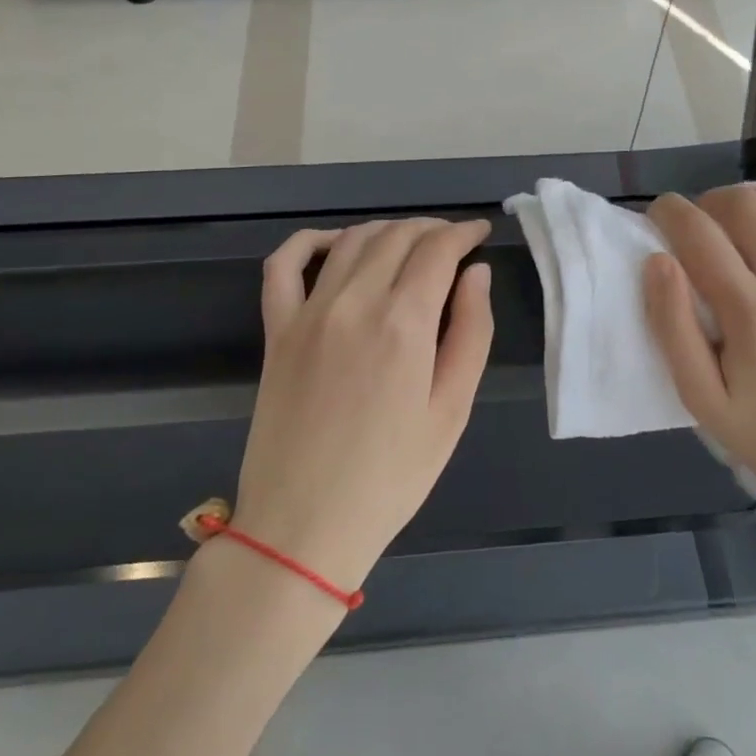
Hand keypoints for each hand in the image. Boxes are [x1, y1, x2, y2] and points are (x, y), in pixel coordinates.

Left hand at [231, 218, 494, 594]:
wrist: (305, 526)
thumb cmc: (393, 476)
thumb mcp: (452, 410)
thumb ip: (472, 332)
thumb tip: (477, 274)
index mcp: (404, 323)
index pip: (438, 250)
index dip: (463, 233)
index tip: (479, 233)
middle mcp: (354, 302)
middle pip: (397, 237)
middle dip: (431, 229)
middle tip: (452, 242)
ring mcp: (308, 313)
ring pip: (351, 241)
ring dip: (386, 231)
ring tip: (409, 243)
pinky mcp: (276, 330)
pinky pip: (283, 265)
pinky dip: (309, 242)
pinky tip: (333, 244)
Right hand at [644, 186, 755, 551]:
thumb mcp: (698, 396)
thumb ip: (671, 326)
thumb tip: (658, 261)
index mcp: (754, 319)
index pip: (700, 235)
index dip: (670, 213)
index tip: (661, 214)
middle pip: (747, 207)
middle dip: (710, 202)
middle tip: (700, 224)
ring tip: (742, 221)